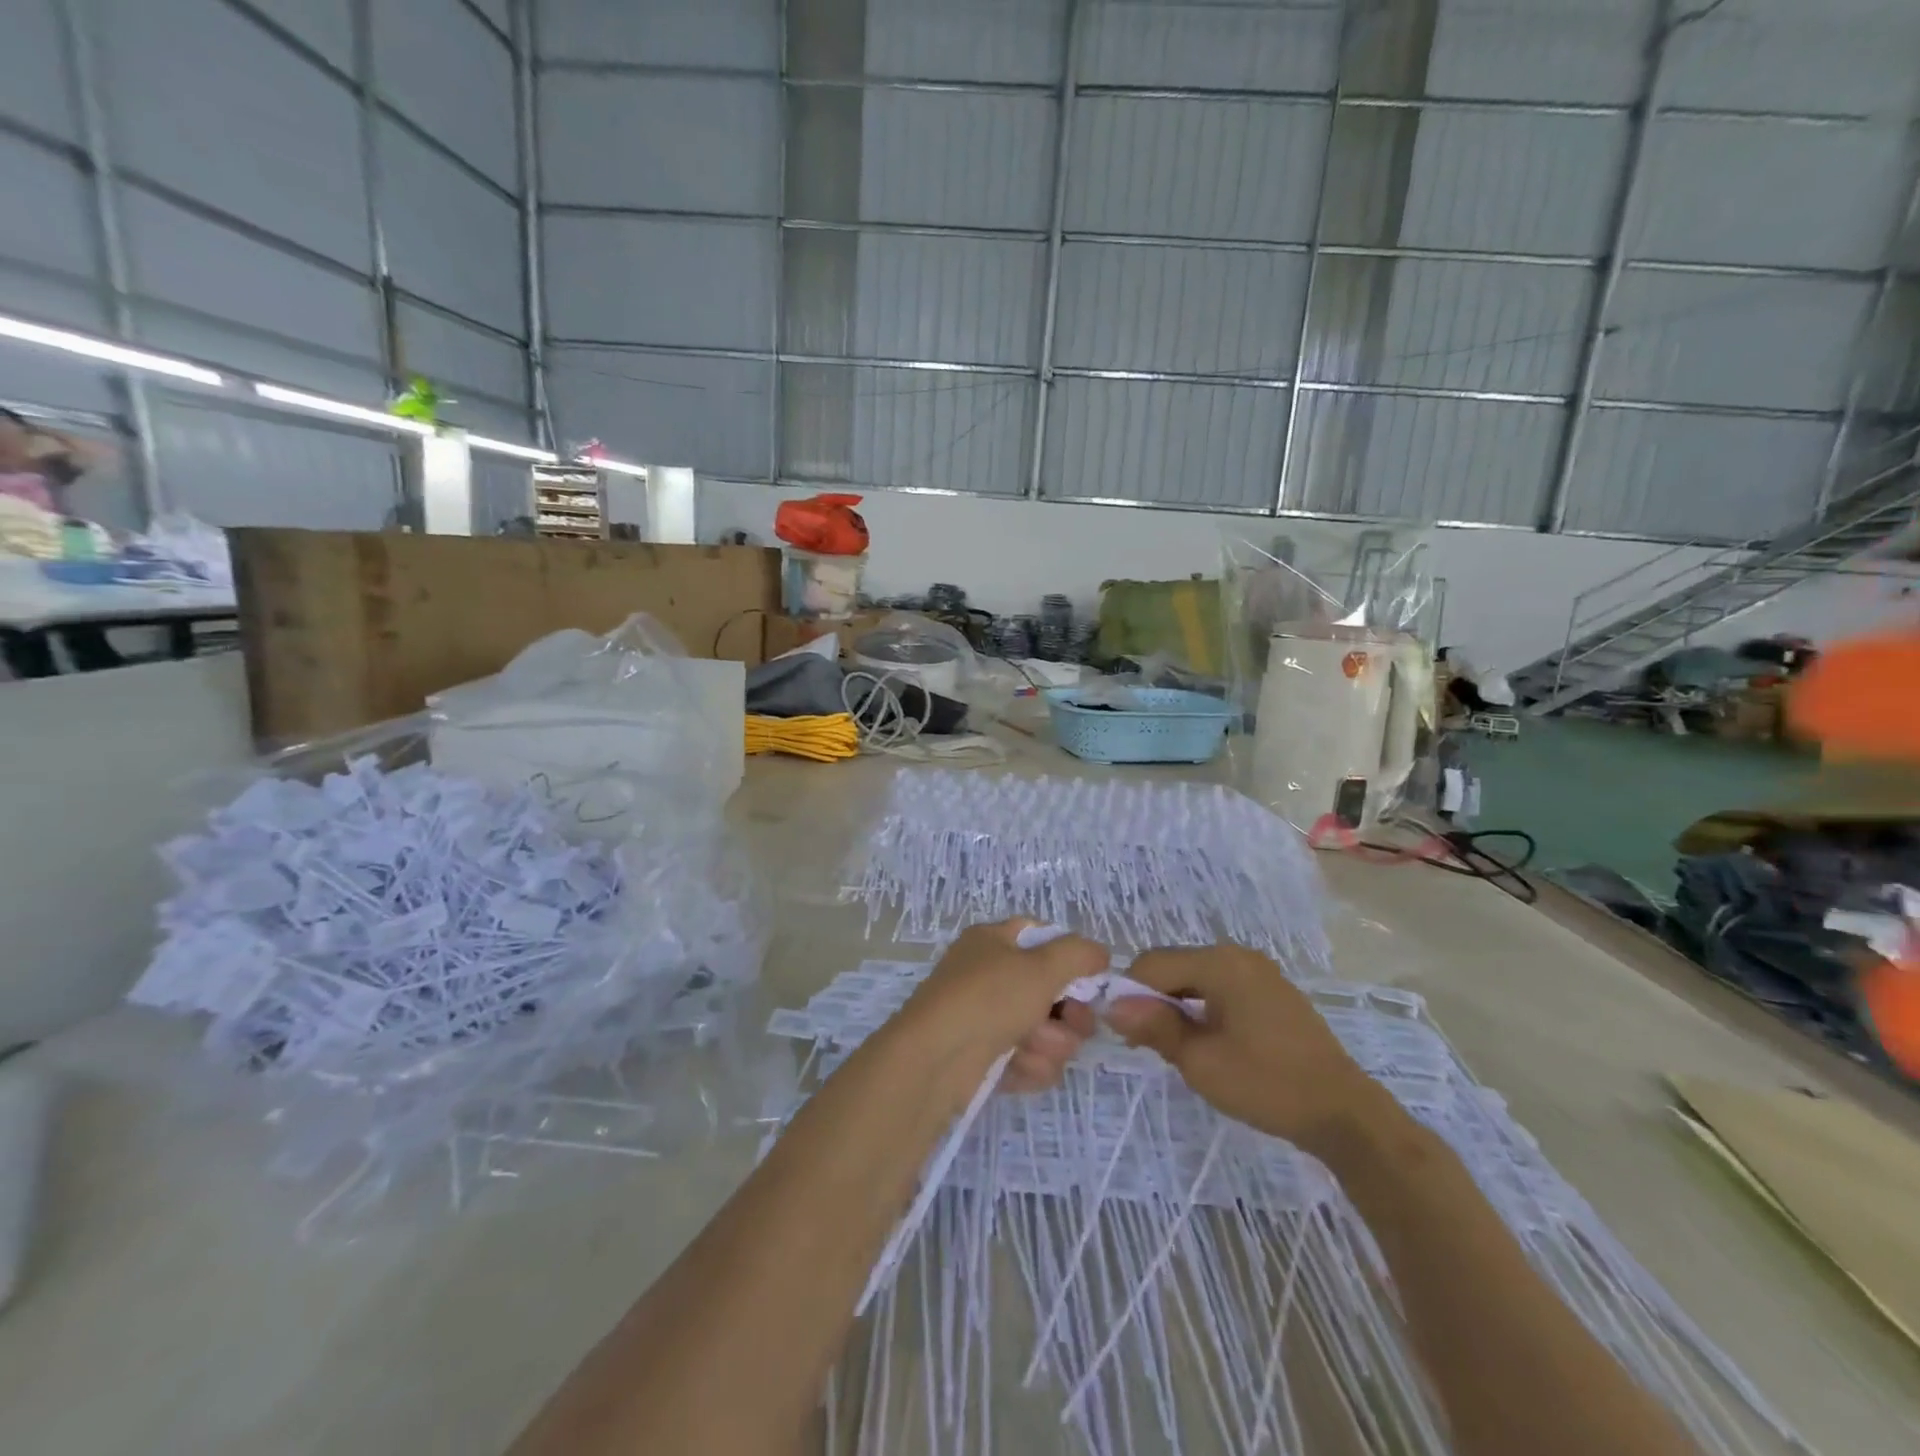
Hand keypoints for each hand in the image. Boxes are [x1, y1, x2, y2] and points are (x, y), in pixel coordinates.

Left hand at [895, 919, 1106, 1092]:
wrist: (934, 1061)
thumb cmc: (987, 998)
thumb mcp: (1040, 966)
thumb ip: (1079, 954)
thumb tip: (1099, 955)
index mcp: (995, 941)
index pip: (1044, 938)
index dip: (1071, 959)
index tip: (1091, 981)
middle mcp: (991, 975)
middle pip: (1053, 991)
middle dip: (1069, 1014)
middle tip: (1073, 1023)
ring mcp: (989, 1018)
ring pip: (1047, 1030)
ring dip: (1049, 1043)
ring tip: (1030, 1047)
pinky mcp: (988, 1058)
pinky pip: (1030, 1060)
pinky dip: (1030, 1066)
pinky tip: (1018, 1068)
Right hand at [1105, 945, 1390, 1154]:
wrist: (1344, 1114)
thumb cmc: (1266, 1085)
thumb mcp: (1199, 1060)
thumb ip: (1153, 1026)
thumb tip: (1111, 1004)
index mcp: (1219, 962)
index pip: (1153, 963)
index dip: (1130, 994)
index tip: (1125, 1034)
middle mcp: (1238, 955)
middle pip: (1175, 967)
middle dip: (1154, 1000)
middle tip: (1149, 1046)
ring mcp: (1259, 972)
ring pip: (1197, 978)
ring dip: (1178, 1006)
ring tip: (1177, 1049)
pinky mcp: (1273, 992)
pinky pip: (1222, 988)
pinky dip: (1204, 1009)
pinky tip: (1209, 1043)